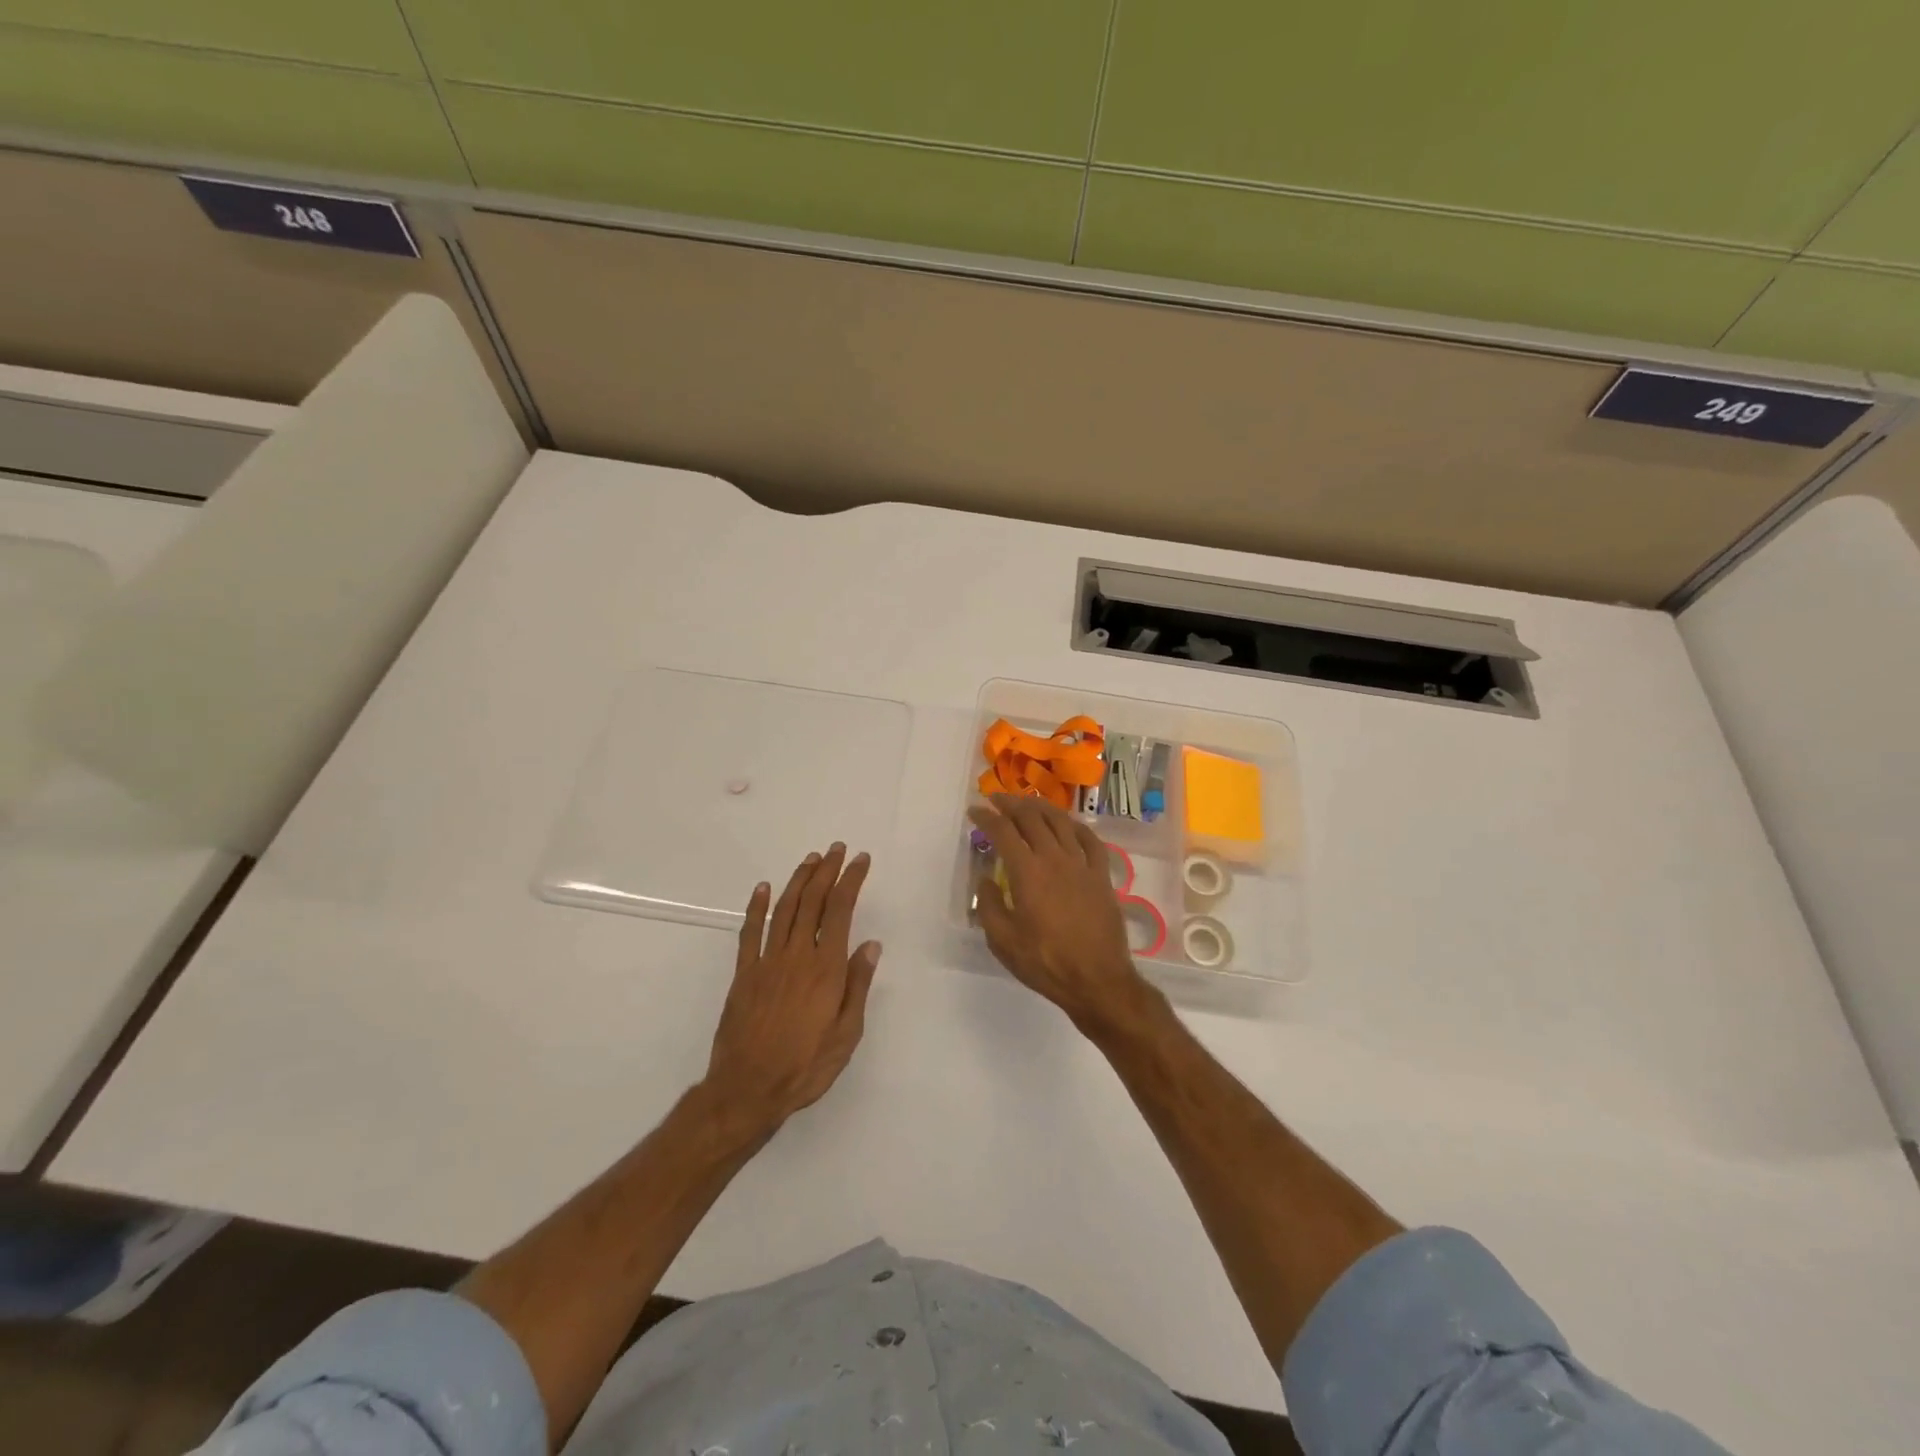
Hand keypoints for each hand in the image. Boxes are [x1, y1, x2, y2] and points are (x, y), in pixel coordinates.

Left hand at [702, 844, 881, 1136]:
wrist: (748, 1089)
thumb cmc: (805, 1065)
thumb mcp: (847, 1034)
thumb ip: (857, 985)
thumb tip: (870, 945)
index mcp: (826, 968)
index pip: (841, 911)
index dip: (851, 880)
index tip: (860, 860)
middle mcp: (797, 955)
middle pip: (813, 901)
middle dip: (827, 871)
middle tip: (837, 849)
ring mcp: (767, 961)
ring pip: (784, 909)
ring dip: (798, 880)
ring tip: (811, 859)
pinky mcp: (744, 973)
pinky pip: (750, 932)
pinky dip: (756, 907)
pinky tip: (762, 888)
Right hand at [968, 795, 1149, 1033]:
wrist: (1097, 980)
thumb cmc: (1045, 962)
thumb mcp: (1003, 941)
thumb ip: (990, 906)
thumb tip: (987, 880)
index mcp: (1027, 871)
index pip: (1003, 832)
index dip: (986, 817)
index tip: (975, 811)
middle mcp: (1055, 858)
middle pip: (1031, 818)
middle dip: (1011, 804)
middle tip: (996, 799)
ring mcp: (1082, 864)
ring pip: (1061, 822)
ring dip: (1041, 808)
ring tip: (1028, 803)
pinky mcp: (1102, 875)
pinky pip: (1090, 840)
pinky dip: (1076, 826)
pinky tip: (1069, 824)